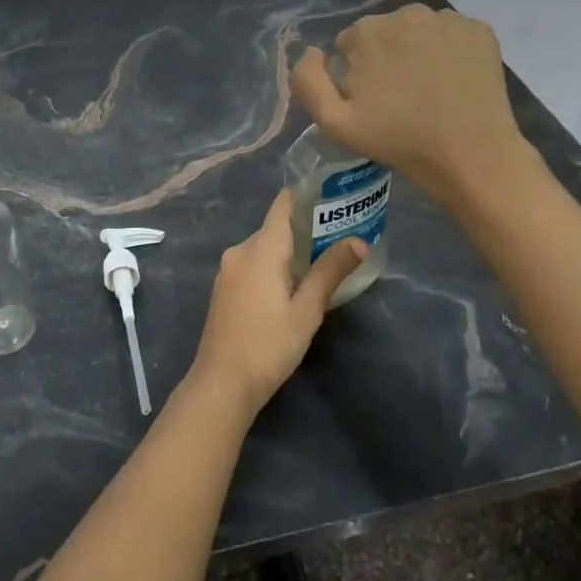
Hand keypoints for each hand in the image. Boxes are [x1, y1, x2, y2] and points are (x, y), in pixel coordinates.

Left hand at [190, 190, 367, 413]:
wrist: (221, 384)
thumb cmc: (268, 344)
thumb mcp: (307, 310)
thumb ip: (330, 271)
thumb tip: (359, 241)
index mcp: (261, 247)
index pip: (284, 203)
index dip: (308, 196)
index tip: (335, 198)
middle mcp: (240, 250)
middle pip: (276, 226)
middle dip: (307, 229)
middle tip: (341, 237)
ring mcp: (228, 270)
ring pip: (264, 247)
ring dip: (291, 251)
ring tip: (324, 263)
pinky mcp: (224, 288)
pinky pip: (253, 264)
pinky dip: (274, 266)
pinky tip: (293, 286)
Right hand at [291, 3, 527, 207]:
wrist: (471, 155)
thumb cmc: (399, 140)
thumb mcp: (334, 122)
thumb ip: (308, 80)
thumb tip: (311, 52)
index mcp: (368, 31)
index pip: (349, 44)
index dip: (356, 74)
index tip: (372, 101)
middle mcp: (407, 12)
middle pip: (385, 33)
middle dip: (387, 58)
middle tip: (400, 98)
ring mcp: (448, 19)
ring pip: (420, 31)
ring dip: (418, 52)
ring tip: (430, 90)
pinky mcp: (480, 29)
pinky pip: (452, 35)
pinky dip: (450, 52)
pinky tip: (454, 81)